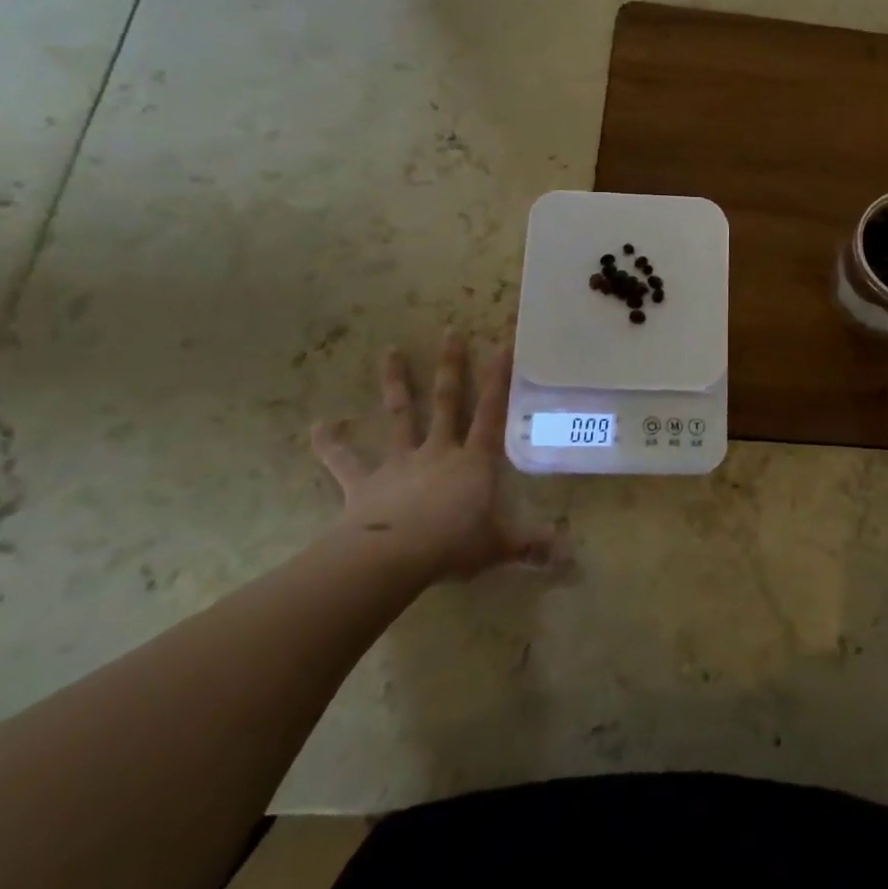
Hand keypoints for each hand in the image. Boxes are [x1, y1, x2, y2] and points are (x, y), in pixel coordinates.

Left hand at [310, 332, 555, 582]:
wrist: (394, 557)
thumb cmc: (454, 546)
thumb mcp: (500, 547)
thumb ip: (532, 547)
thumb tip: (570, 556)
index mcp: (474, 461)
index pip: (491, 413)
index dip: (498, 380)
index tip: (502, 345)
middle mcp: (438, 451)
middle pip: (446, 401)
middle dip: (450, 366)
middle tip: (450, 331)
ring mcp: (400, 463)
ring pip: (399, 415)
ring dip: (395, 383)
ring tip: (390, 351)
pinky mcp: (364, 483)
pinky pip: (345, 461)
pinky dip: (330, 444)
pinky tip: (318, 426)